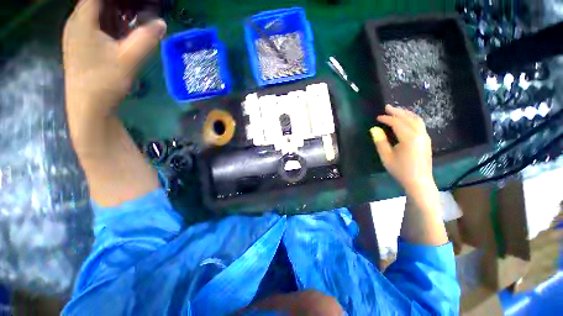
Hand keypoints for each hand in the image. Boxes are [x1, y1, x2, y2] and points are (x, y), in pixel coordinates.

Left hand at [63, 0, 165, 110]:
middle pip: (95, 1)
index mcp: (82, 20)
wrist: (89, 106)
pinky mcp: (81, 45)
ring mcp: (76, 34)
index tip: (133, 2)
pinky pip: (94, 25)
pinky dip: (109, 22)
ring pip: (95, 13)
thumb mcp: (129, 59)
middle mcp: (76, 22)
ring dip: (113, 11)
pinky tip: (122, 31)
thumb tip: (162, 23)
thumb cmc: (105, 81)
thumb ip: (146, 39)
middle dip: (117, 3)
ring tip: (133, 17)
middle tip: (138, 8)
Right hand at [371, 104, 433, 192]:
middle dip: (397, 112)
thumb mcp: (386, 157)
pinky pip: (419, 125)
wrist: (419, 181)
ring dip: (406, 114)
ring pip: (416, 120)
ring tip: (396, 111)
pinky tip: (406, 120)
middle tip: (387, 107)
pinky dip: (411, 119)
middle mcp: (420, 134)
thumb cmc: (400, 170)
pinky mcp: (427, 140)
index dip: (387, 118)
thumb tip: (374, 129)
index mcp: (409, 138)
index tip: (378, 117)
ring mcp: (425, 137)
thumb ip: (380, 142)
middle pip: (409, 118)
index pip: (397, 123)